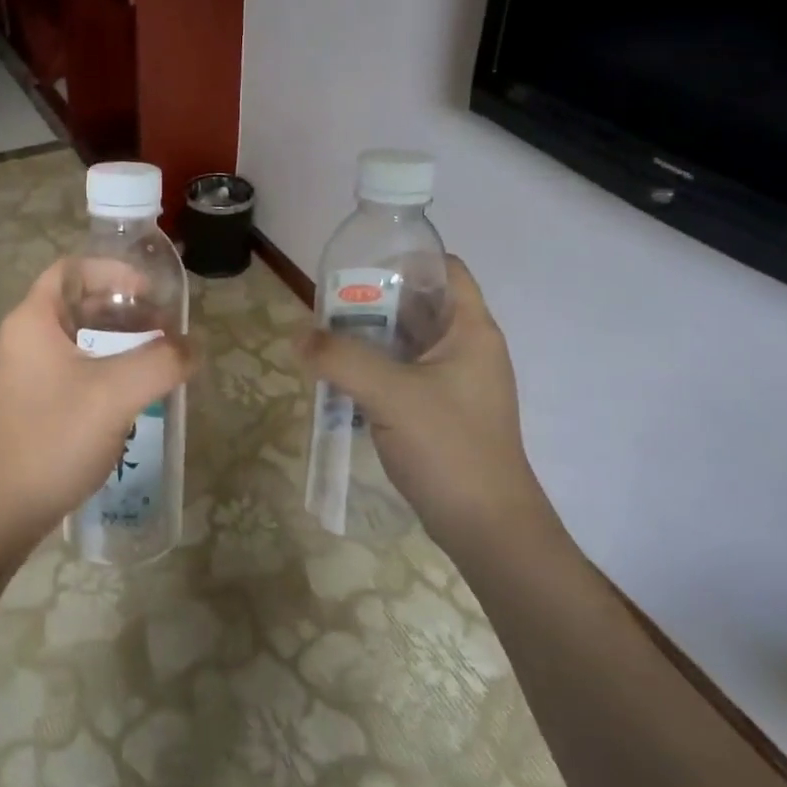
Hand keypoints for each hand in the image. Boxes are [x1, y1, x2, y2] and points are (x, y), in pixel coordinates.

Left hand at [0, 261, 190, 555]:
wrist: (7, 506)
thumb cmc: (56, 436)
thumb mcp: (116, 393)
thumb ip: (161, 361)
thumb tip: (194, 345)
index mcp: (34, 319)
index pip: (73, 269)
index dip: (113, 270)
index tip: (150, 292)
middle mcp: (27, 336)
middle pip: (80, 300)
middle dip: (125, 307)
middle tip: (164, 325)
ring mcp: (29, 370)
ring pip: (81, 335)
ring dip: (120, 338)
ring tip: (159, 354)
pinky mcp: (38, 398)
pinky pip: (78, 364)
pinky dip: (109, 364)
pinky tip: (137, 387)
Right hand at [299, 255, 557, 548]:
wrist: (487, 528)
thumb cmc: (450, 447)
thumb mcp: (391, 394)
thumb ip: (342, 359)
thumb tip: (299, 335)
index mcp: (470, 330)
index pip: (446, 270)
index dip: (408, 259)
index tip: (361, 265)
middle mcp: (467, 349)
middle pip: (420, 305)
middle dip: (374, 300)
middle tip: (327, 304)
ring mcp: (455, 383)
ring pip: (408, 342)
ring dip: (370, 337)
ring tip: (325, 337)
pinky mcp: (441, 412)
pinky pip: (403, 374)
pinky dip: (375, 369)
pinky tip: (341, 378)